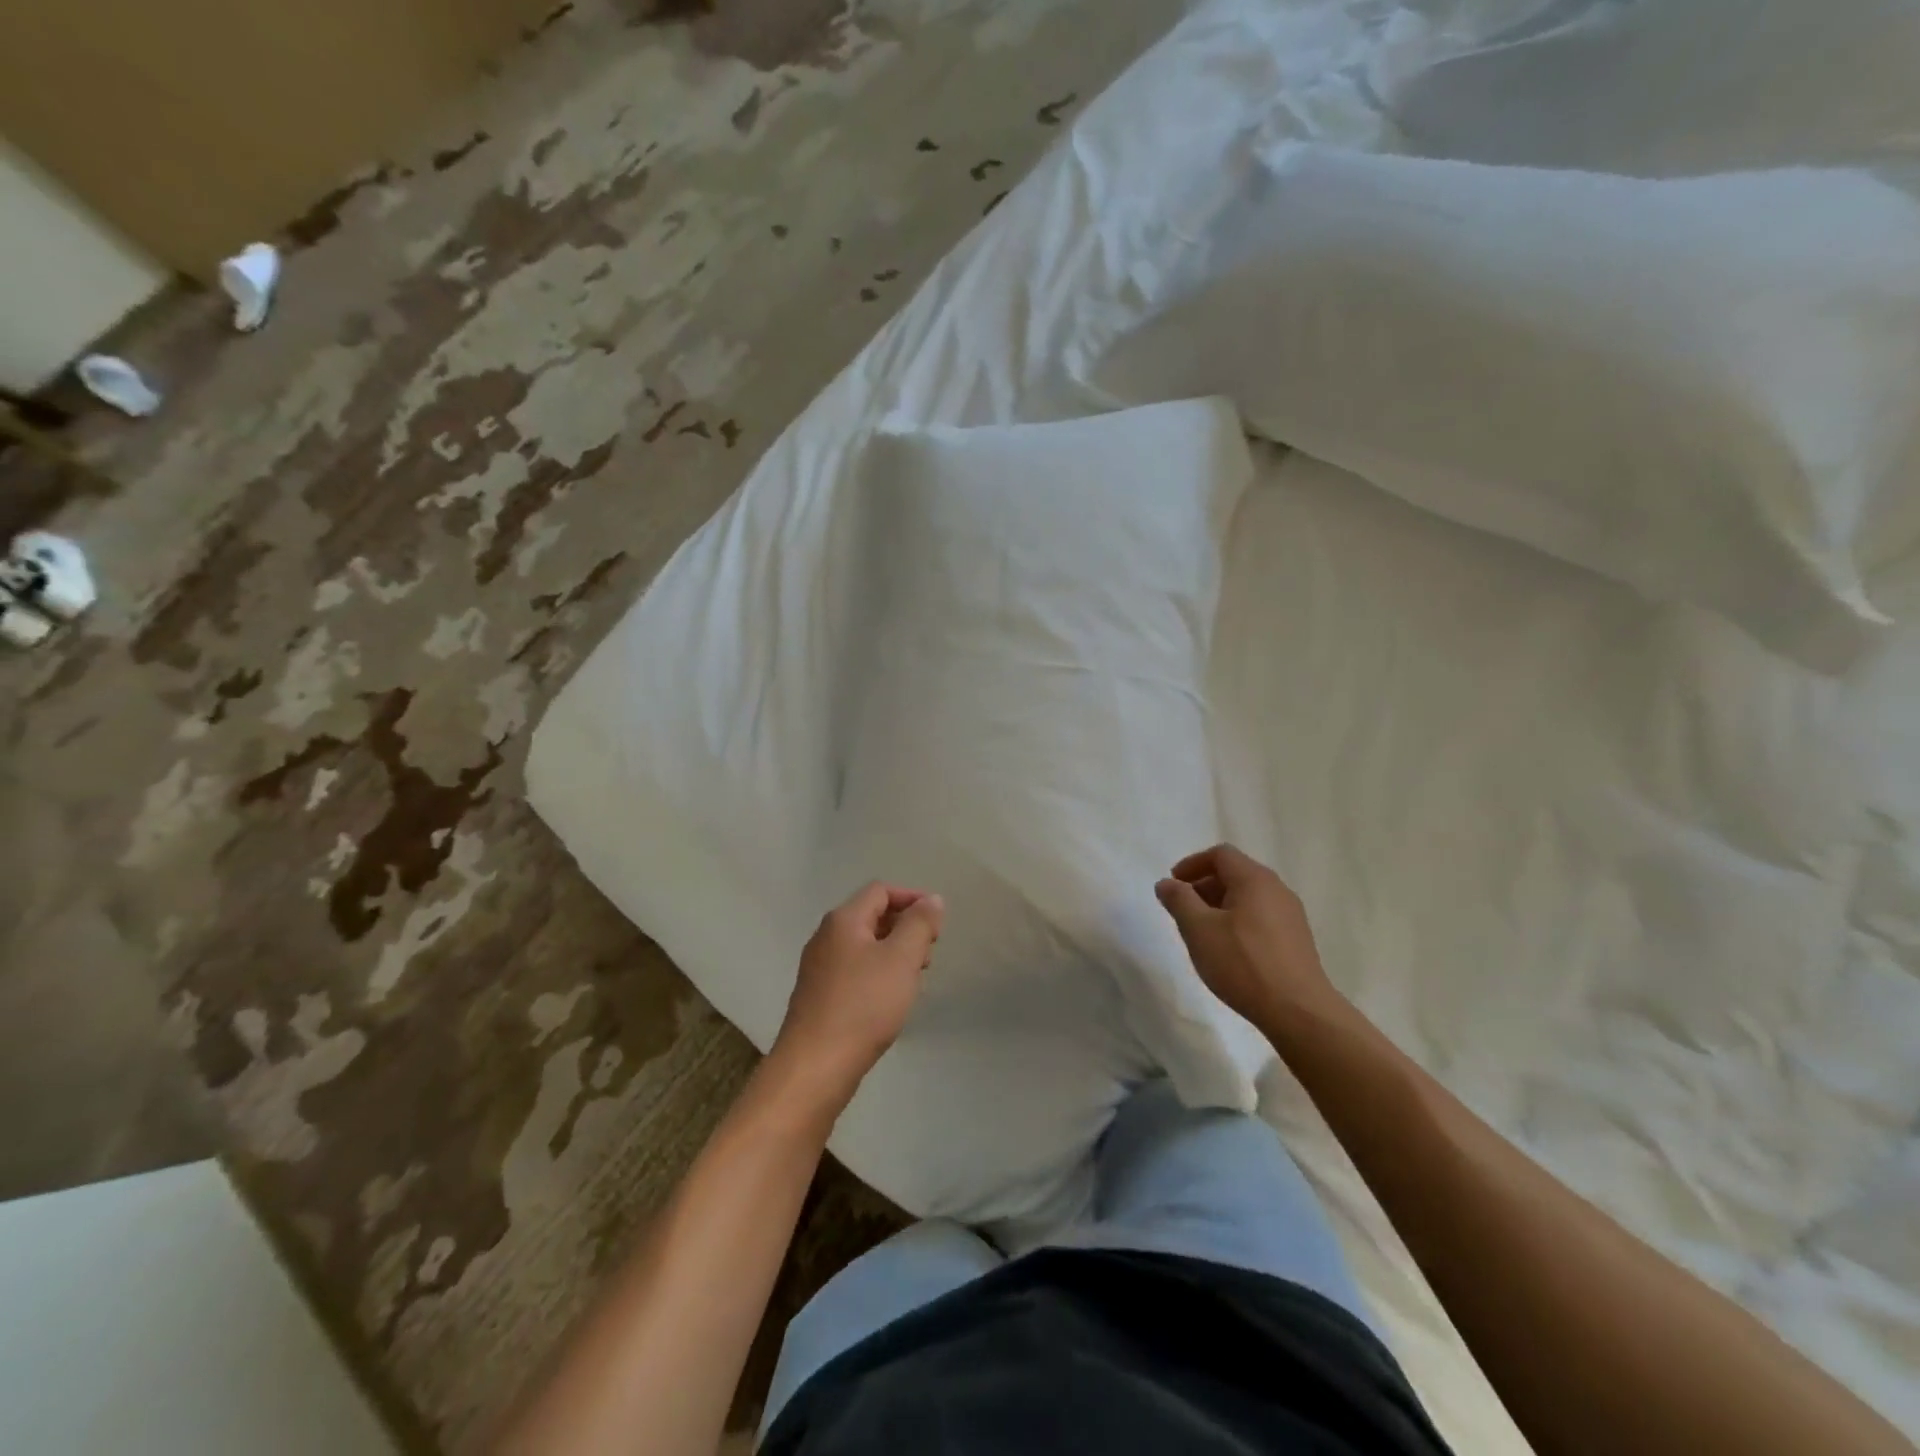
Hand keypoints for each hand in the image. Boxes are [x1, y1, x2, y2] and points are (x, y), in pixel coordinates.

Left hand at [771, 882, 944, 1103]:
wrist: (815, 1067)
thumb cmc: (863, 1006)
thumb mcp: (901, 959)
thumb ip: (919, 924)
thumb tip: (932, 899)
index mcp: (843, 920)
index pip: (881, 891)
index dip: (912, 899)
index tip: (937, 924)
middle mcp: (826, 937)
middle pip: (872, 916)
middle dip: (905, 928)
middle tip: (928, 955)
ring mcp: (819, 968)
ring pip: (864, 946)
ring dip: (894, 954)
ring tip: (914, 980)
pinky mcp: (819, 996)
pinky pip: (855, 971)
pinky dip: (878, 975)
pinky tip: (890, 1000)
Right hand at [1155, 844, 1342, 1030]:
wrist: (1299, 1012)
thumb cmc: (1243, 963)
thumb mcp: (1198, 930)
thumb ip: (1179, 900)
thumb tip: (1166, 883)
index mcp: (1254, 879)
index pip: (1220, 854)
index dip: (1192, 864)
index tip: (1173, 885)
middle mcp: (1277, 889)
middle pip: (1235, 873)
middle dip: (1204, 886)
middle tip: (1183, 910)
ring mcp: (1291, 915)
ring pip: (1248, 897)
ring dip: (1220, 905)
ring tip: (1202, 933)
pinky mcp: (1296, 940)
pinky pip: (1261, 916)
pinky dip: (1238, 921)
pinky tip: (1229, 950)